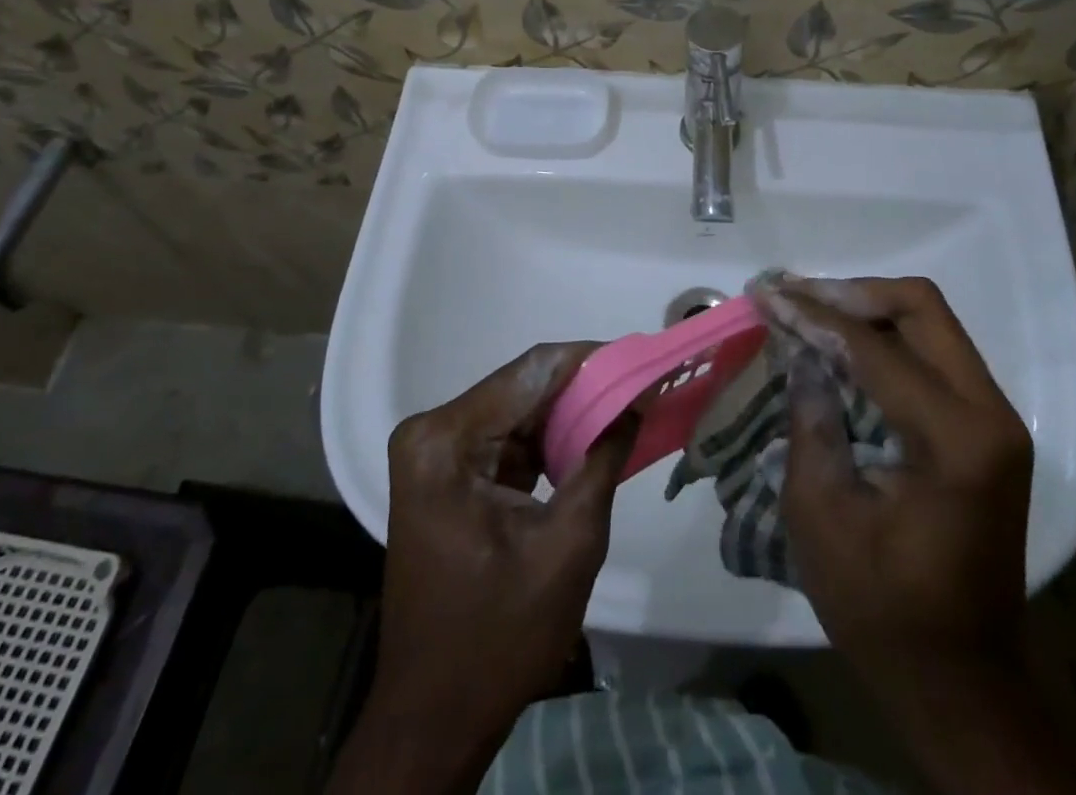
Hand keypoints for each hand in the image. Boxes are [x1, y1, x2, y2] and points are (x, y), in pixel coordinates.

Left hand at [329, 344, 631, 793]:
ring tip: (628, 407)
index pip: (531, 372)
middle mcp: (433, 433)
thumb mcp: (569, 544)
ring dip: (571, 412)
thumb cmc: (500, 637)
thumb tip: (638, 398)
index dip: (591, 360)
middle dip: (585, 387)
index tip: (642, 358)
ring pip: (518, 410)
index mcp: (446, 441)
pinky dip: (550, 439)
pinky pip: (509, 438)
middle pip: (522, 388)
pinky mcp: (448, 473)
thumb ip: (603, 458)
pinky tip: (592, 438)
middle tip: (643, 384)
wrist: (436, 717)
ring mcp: (436, 453)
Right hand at [768, 277, 1075, 793]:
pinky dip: (886, 338)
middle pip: (921, 308)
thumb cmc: (883, 609)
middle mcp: (991, 414)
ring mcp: (996, 419)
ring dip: (867, 310)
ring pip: (930, 323)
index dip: (813, 315)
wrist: (961, 683)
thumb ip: (811, 418)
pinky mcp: (987, 429)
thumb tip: (799, 349)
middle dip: (849, 294)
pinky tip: (841, 345)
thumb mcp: (822, 514)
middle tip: (792, 296)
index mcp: (956, 439)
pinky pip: (934, 353)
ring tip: (808, 311)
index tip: (765, 294)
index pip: (875, 347)